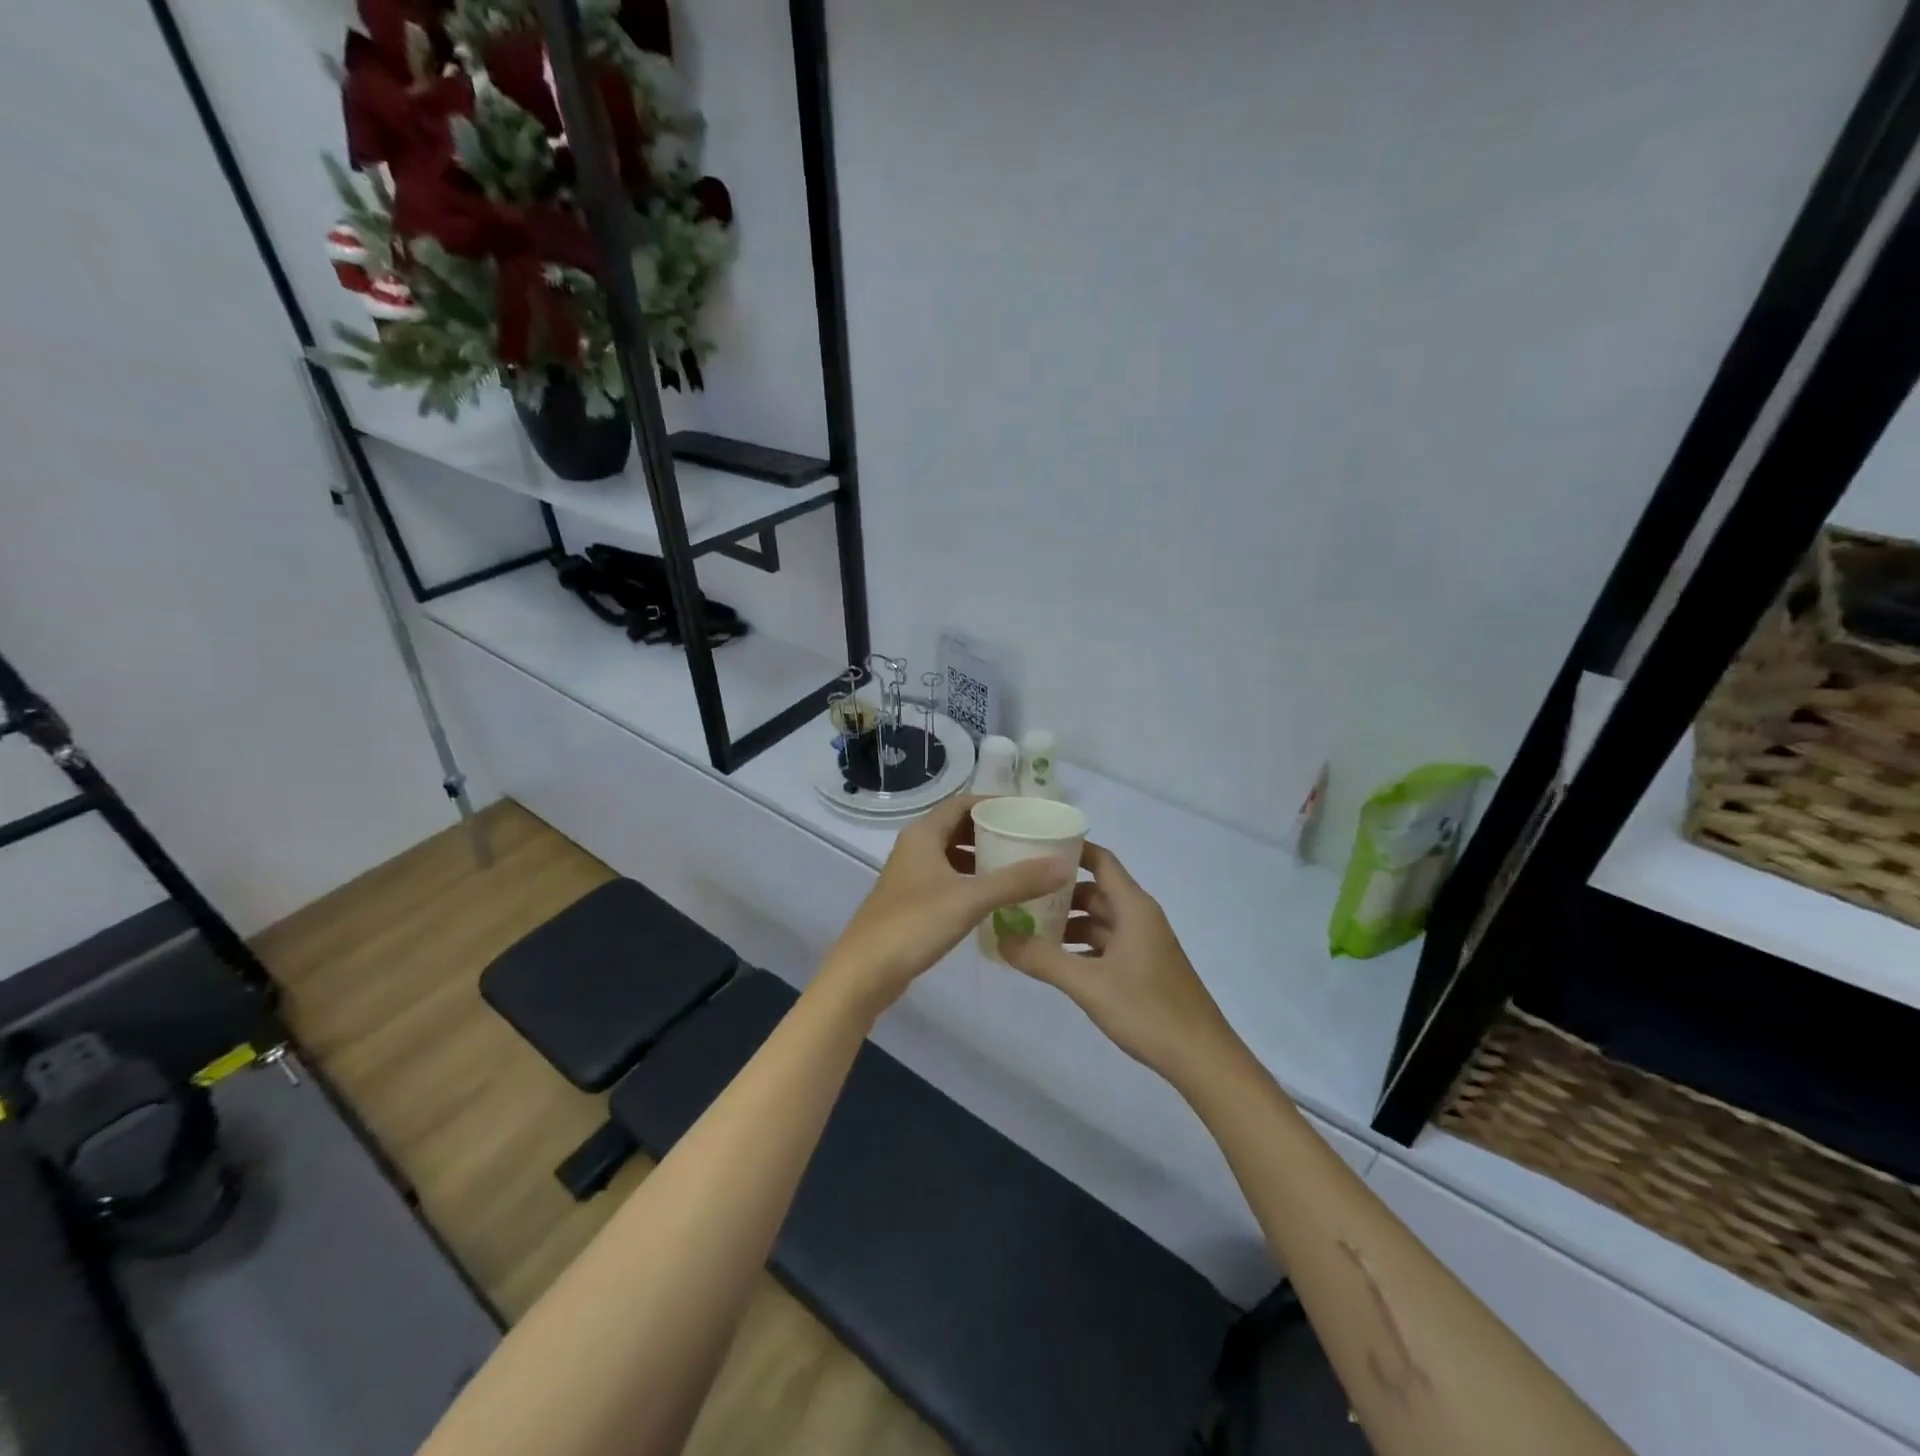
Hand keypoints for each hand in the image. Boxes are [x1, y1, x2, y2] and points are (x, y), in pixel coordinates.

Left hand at [817, 795, 1074, 1020]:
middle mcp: (915, 848)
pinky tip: (993, 898)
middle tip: (1029, 840)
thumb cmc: (914, 925)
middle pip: (958, 827)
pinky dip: (970, 881)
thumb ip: (1017, 881)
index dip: (994, 803)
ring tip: (1018, 867)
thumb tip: (1064, 864)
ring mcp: (910, 876)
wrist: (864, 972)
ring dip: (982, 858)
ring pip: (952, 855)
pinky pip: (947, 879)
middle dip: (992, 831)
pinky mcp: (911, 902)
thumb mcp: (970, 899)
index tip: (1027, 813)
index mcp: (923, 835)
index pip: (963, 803)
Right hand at [998, 843, 1243, 1092]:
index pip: (1100, 861)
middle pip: (1095, 891)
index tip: (1033, 848)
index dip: (1070, 851)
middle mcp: (1139, 917)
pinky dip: (1080, 946)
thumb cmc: (1148, 1010)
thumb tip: (1002, 938)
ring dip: (1067, 922)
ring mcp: (1143, 943)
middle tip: (1017, 895)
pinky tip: (1054, 961)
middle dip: (1058, 893)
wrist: (1202, 1058)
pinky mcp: (1142, 967)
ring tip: (1026, 929)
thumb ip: (1044, 960)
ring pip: (1099, 920)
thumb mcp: (1089, 984)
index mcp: (1133, 907)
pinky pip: (1105, 944)